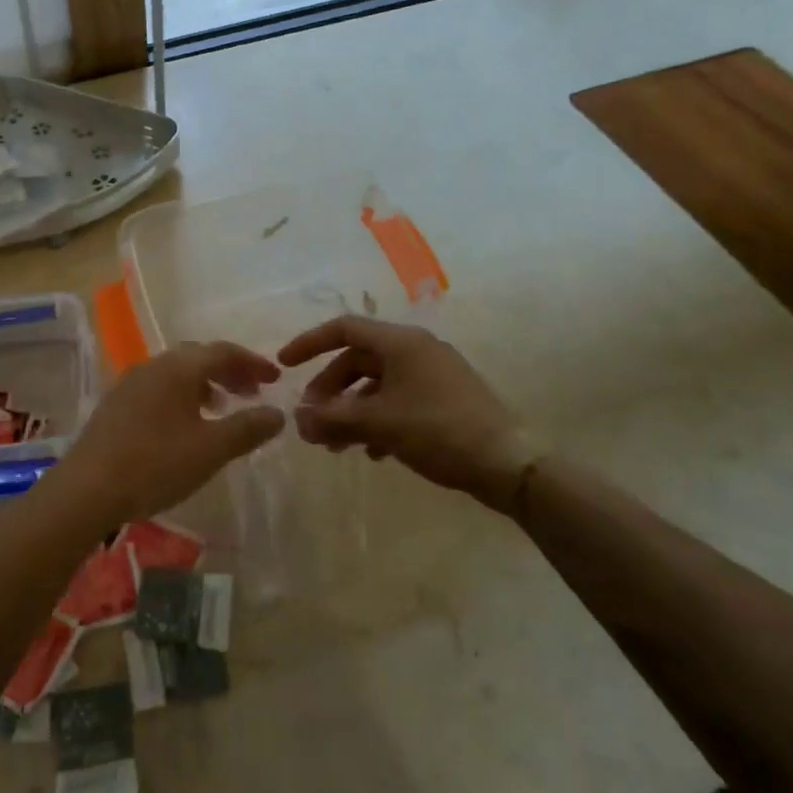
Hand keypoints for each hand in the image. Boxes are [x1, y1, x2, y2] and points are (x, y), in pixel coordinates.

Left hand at [50, 342, 285, 530]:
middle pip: (199, 357)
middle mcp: (154, 365)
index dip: (253, 363)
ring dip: (206, 384)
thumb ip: (247, 428)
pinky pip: (159, 387)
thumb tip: (278, 413)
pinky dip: (183, 396)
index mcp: (178, 367)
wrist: (87, 488)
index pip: (224, 351)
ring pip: (177, 372)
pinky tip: (186, 424)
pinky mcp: (116, 404)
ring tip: (223, 409)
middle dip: (230, 371)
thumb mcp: (211, 449)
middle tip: (252, 393)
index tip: (275, 379)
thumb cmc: (155, 464)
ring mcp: (130, 382)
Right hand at [277, 316, 537, 510]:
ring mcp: (434, 374)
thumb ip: (332, 418)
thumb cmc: (438, 431)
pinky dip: (377, 420)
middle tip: (313, 421)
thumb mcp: (378, 424)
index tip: (284, 365)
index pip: (344, 329)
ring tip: (336, 445)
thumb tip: (297, 419)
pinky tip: (372, 452)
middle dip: (330, 390)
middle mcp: (417, 350)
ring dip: (351, 410)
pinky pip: (399, 400)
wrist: (508, 464)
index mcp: (401, 343)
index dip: (310, 343)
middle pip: (358, 360)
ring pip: (377, 385)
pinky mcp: (445, 400)